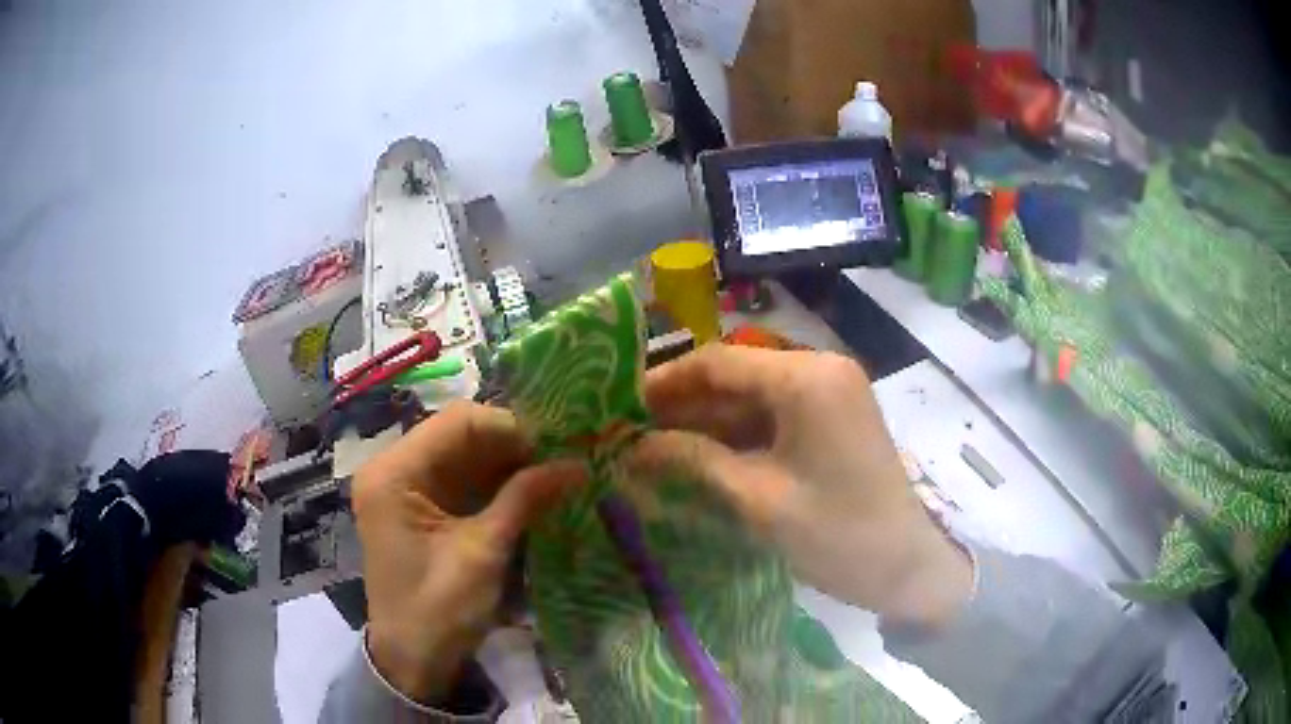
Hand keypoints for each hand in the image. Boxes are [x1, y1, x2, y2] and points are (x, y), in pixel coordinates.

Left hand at [352, 402, 583, 701]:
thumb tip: (577, 464)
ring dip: (509, 463)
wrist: (413, 661)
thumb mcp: (483, 553)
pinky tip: (533, 489)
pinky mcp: (423, 509)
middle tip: (564, 456)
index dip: (510, 427)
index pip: (456, 422)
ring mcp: (407, 489)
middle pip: (460, 436)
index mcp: (394, 473)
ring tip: (557, 469)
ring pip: (466, 457)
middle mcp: (394, 469)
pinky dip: (497, 483)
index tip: (558, 444)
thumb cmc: (438, 610)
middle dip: (513, 445)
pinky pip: (463, 481)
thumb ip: (524, 499)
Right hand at [629, 345, 971, 628]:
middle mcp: (820, 370)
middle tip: (632, 432)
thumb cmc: (837, 534)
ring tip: (656, 447)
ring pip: (753, 396)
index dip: (666, 381)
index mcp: (806, 378)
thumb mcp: (758, 498)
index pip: (719, 361)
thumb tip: (633, 446)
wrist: (907, 566)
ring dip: (709, 420)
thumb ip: (693, 461)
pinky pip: (776, 414)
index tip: (622, 406)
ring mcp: (831, 393)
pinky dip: (739, 434)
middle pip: (737, 375)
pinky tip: (702, 455)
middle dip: (684, 404)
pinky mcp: (834, 417)